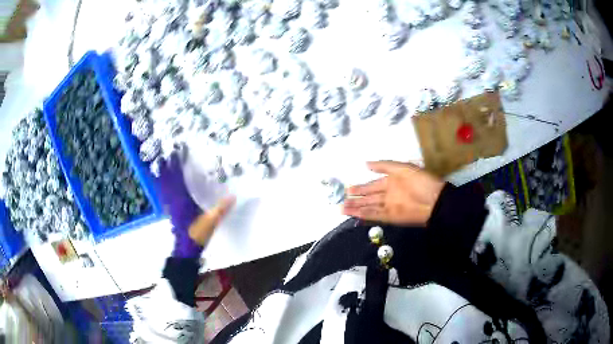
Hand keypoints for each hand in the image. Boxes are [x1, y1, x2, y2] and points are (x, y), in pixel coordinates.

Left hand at [158, 147, 234, 257]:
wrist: (186, 248)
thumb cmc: (197, 233)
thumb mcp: (211, 221)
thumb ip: (221, 209)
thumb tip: (233, 197)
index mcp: (183, 199)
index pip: (179, 177)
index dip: (178, 164)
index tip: (178, 152)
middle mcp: (174, 200)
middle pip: (169, 180)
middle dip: (168, 166)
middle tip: (167, 154)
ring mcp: (170, 206)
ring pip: (164, 187)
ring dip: (163, 175)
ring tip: (162, 165)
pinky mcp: (170, 211)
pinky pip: (164, 195)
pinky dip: (162, 187)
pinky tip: (162, 185)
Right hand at [342, 161, 444, 225]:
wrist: (434, 200)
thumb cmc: (420, 181)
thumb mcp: (403, 167)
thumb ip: (384, 165)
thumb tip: (365, 164)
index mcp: (390, 182)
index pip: (371, 185)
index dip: (360, 188)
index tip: (348, 189)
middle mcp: (388, 195)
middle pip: (368, 197)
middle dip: (355, 199)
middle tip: (341, 201)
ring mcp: (389, 206)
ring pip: (369, 207)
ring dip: (356, 208)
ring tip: (342, 209)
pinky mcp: (391, 217)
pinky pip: (375, 215)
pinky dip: (365, 215)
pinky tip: (355, 215)